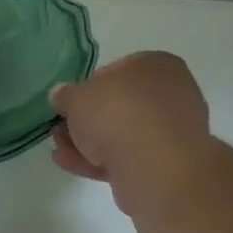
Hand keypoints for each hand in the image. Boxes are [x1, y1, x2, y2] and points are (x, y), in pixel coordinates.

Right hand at [49, 51, 212, 215]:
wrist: (155, 166)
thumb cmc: (116, 113)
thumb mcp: (76, 96)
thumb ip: (66, 95)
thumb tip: (62, 96)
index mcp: (156, 65)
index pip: (115, 71)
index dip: (86, 87)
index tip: (69, 104)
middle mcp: (172, 93)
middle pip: (119, 105)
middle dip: (87, 120)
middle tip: (60, 129)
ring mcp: (173, 131)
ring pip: (122, 133)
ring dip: (89, 142)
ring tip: (59, 150)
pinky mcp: (168, 164)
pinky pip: (129, 156)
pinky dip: (101, 160)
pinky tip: (71, 164)